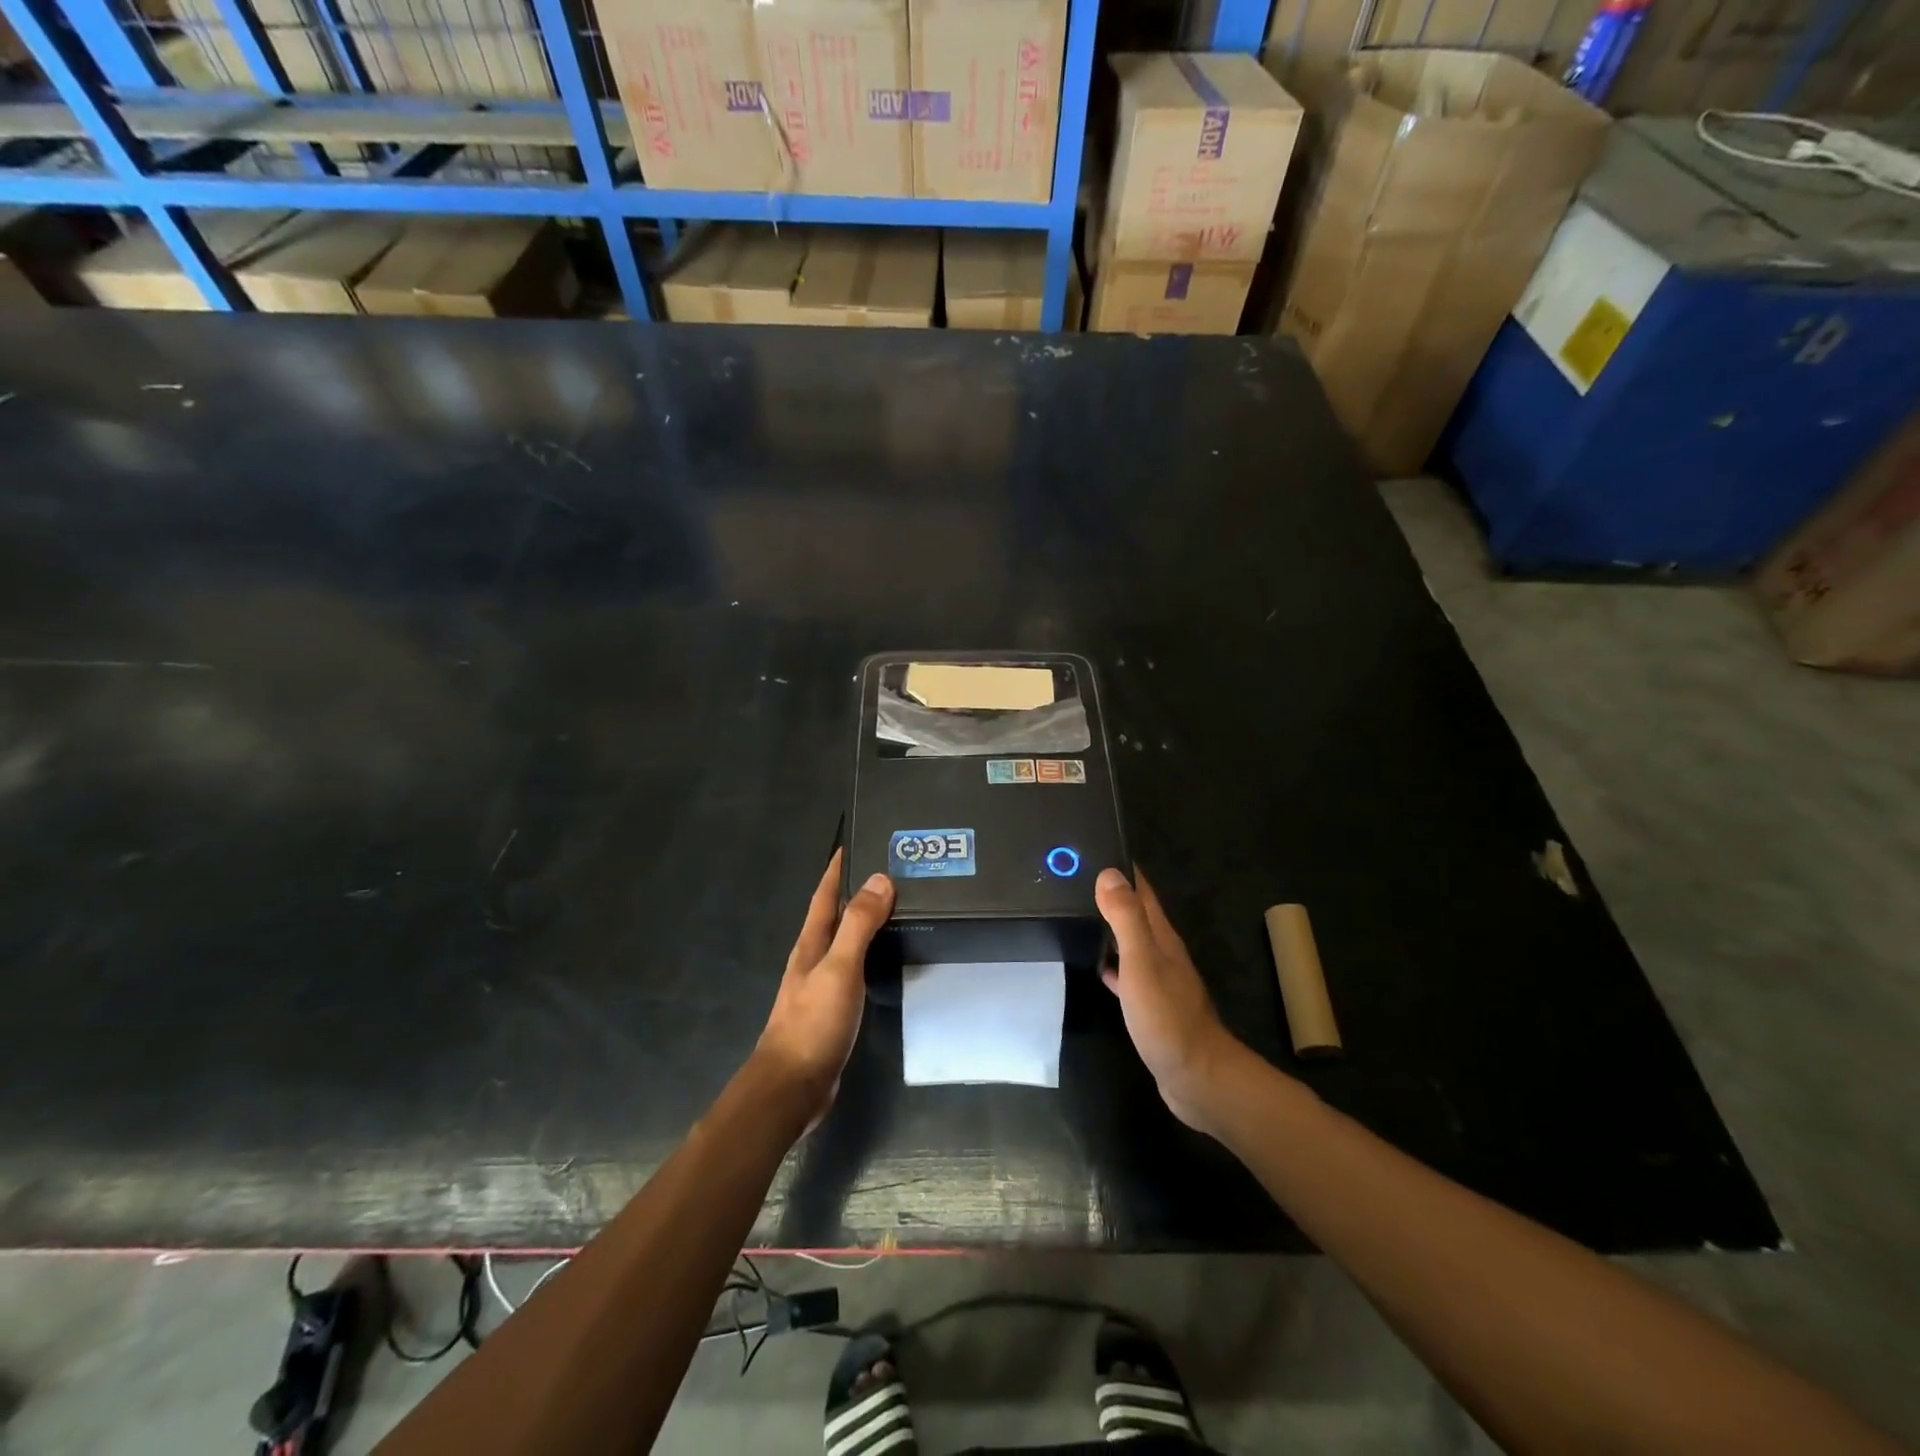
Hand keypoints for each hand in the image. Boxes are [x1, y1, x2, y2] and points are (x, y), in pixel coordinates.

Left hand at [754, 850, 894, 1124]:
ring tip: (897, 906)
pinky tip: (887, 957)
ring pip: (845, 941)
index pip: (825, 894)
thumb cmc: (813, 1022)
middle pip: (835, 914)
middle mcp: (813, 958)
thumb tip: (879, 879)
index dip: (838, 868)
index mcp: (810, 943)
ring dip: (865, 921)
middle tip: (892, 870)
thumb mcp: (839, 968)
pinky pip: (854, 967)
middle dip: (857, 889)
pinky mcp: (833, 1008)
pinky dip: (870, 952)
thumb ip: (859, 925)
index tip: (857, 841)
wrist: (792, 1087)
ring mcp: (821, 984)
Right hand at [1096, 867, 1247, 1134]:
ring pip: (1130, 942)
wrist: (1197, 1077)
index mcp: (1161, 937)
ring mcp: (1158, 979)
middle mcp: (1162, 952)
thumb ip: (1126, 919)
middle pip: (1135, 913)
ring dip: (1109, 926)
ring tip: (1076, 913)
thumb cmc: (1168, 1018)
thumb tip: (1109, 873)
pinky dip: (1110, 962)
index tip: (1093, 847)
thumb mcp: (1142, 963)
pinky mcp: (1150, 1005)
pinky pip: (1126, 972)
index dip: (1121, 868)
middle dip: (1111, 894)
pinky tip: (1094, 964)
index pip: (1141, 891)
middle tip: (1074, 879)